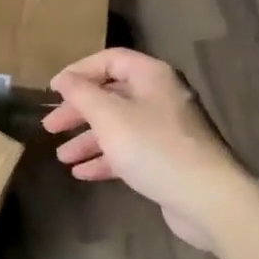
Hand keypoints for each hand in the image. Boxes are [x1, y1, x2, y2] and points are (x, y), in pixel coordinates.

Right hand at [43, 49, 245, 251]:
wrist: (208, 198)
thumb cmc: (155, 148)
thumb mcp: (110, 117)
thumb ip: (83, 94)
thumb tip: (64, 79)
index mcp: (152, 76)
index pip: (110, 60)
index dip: (79, 71)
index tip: (53, 91)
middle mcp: (160, 96)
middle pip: (112, 95)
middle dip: (79, 111)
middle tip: (50, 127)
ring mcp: (166, 129)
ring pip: (119, 126)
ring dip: (88, 139)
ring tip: (62, 157)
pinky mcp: (167, 159)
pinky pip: (130, 151)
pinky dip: (106, 158)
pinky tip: (82, 173)